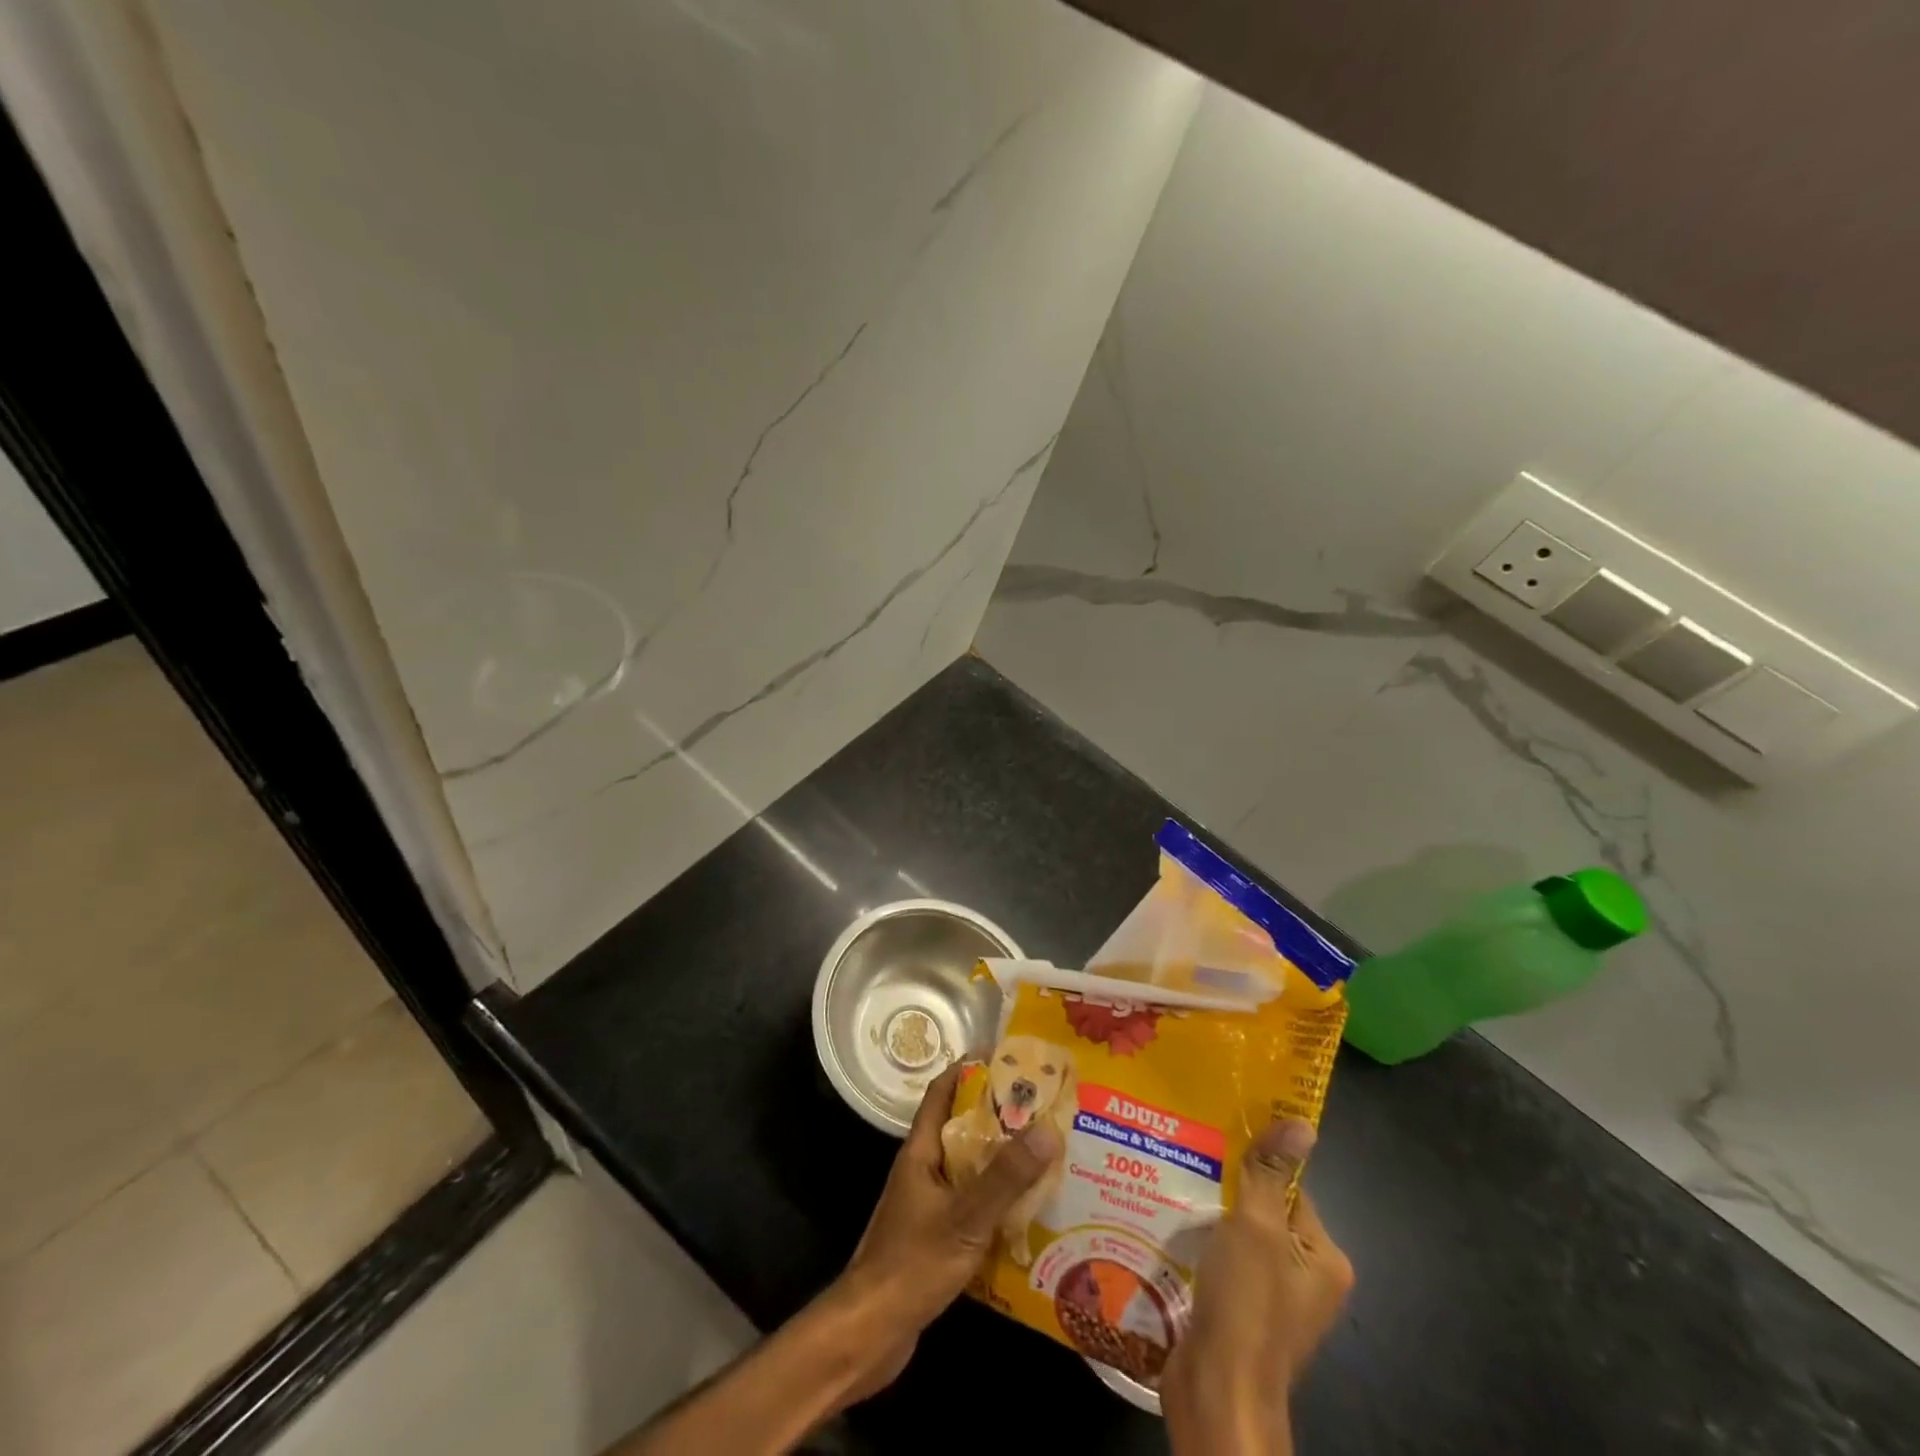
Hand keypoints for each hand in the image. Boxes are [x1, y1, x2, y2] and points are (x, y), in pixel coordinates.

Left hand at [825, 1063, 1061, 1398]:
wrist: (870, 1333)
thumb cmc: (912, 1264)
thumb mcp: (965, 1218)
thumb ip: (1006, 1177)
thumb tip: (1048, 1128)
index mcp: (921, 1150)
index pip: (943, 1091)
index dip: (970, 1069)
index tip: (1008, 1057)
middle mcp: (923, 1168)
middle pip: (961, 1127)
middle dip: (998, 1115)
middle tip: (1043, 1108)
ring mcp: (927, 1202)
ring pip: (968, 1166)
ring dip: (1000, 1159)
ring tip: (1045, 1154)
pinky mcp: (935, 1235)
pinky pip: (970, 1202)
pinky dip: (996, 1198)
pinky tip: (1027, 1212)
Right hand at [1161, 1120, 1351, 1455]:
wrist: (1218, 1390)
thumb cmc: (1246, 1302)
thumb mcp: (1257, 1226)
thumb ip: (1271, 1173)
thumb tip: (1302, 1122)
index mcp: (1324, 1259)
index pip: (1291, 1190)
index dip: (1255, 1167)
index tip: (1215, 1143)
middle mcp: (1306, 1280)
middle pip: (1264, 1213)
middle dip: (1226, 1190)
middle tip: (1186, 1161)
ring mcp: (1274, 1301)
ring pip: (1239, 1238)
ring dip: (1209, 1218)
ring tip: (1171, 1187)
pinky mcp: (1242, 1314)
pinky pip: (1224, 1264)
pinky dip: (1202, 1247)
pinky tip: (1171, 1229)